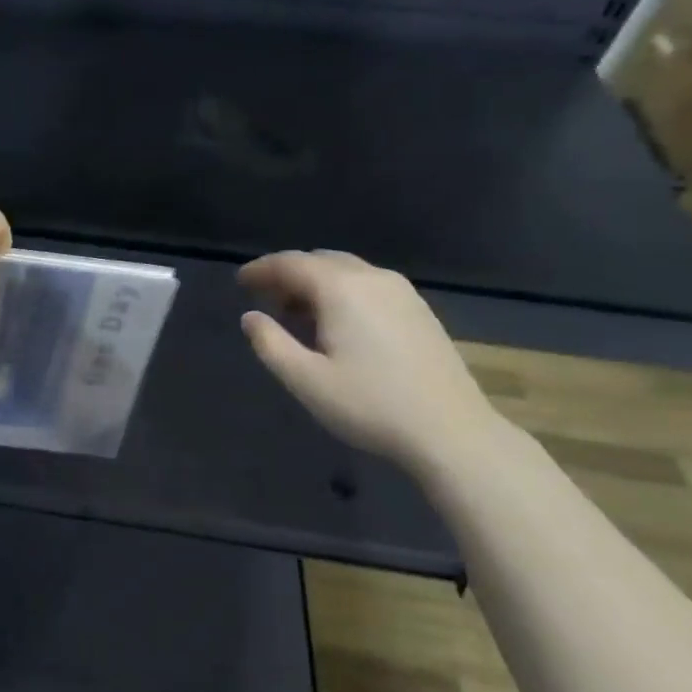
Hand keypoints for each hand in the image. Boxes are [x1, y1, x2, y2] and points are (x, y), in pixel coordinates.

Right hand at [239, 250, 504, 474]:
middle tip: (265, 298)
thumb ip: (270, 344)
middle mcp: (372, 278)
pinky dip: (342, 291)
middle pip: (320, 260)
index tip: (240, 282)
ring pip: (347, 271)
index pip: (291, 263)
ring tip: (296, 313)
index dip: (261, 270)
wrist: (451, 431)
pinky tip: (337, 324)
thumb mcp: (305, 380)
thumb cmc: (370, 405)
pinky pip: (368, 285)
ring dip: (316, 283)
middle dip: (288, 274)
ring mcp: (402, 292)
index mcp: (341, 289)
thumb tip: (250, 318)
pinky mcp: (419, 310)